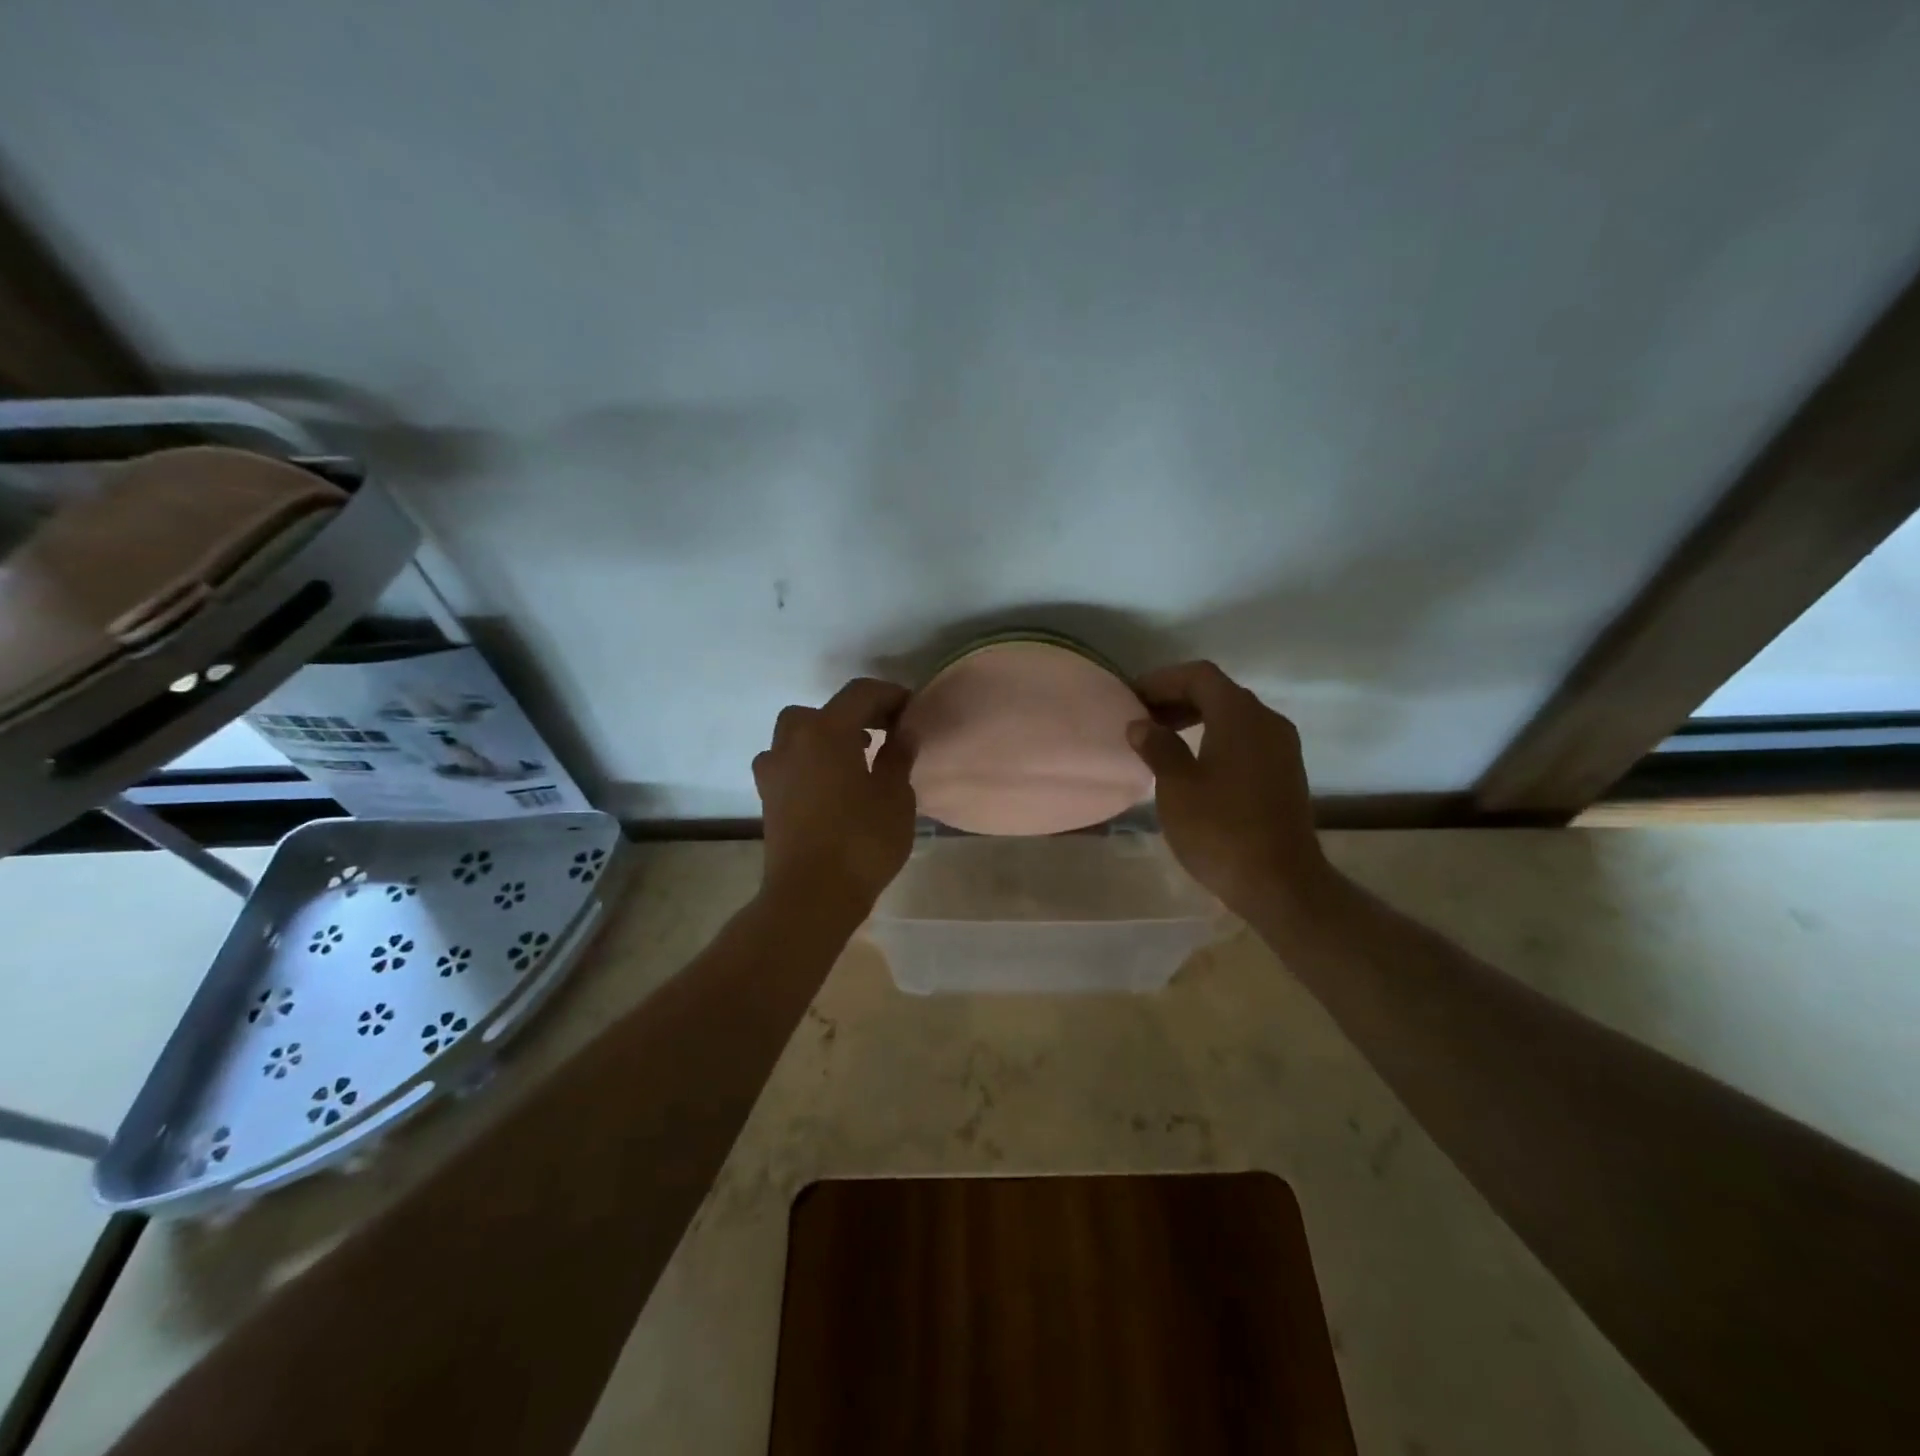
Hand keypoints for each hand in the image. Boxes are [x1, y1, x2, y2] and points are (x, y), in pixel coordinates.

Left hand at [754, 677, 916, 919]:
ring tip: (855, 756)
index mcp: (827, 731)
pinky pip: (787, 760)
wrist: (811, 896)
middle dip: (856, 714)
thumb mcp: (895, 797)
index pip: (861, 693)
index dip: (890, 695)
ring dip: (826, 734)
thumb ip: (898, 757)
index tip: (912, 712)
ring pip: (798, 732)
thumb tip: (903, 732)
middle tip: (884, 733)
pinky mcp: (767, 795)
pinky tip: (829, 782)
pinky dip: (808, 759)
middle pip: (824, 709)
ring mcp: (774, 768)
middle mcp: (793, 741)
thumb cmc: (861, 842)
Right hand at [1126, 661, 1335, 922]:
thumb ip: (1158, 747)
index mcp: (1241, 716)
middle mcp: (1267, 721)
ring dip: (1195, 718)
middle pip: (1218, 692)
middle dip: (1176, 698)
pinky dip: (1215, 736)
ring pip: (1233, 715)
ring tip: (1160, 739)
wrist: (1281, 883)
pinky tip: (1192, 762)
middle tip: (1141, 718)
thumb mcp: (1177, 787)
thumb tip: (1142, 725)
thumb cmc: (1221, 830)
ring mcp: (1281, 747)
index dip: (1161, 680)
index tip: (1132, 699)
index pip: (1199, 676)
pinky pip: (1245, 737)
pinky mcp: (1284, 772)